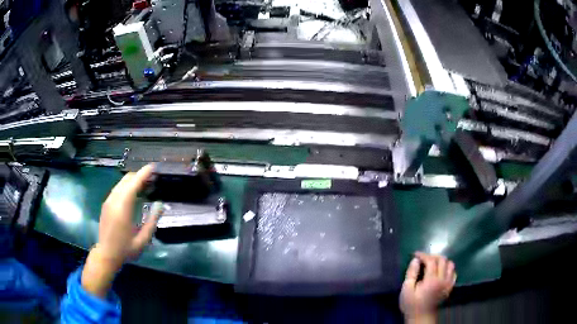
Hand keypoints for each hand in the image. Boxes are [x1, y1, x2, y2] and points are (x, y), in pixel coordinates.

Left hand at [81, 164, 159, 297]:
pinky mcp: (106, 203)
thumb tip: (160, 204)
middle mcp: (114, 200)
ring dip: (133, 180)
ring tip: (144, 185)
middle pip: (127, 179)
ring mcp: (108, 201)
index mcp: (123, 208)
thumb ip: (152, 221)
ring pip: (121, 182)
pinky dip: (127, 186)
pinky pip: (117, 188)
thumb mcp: (143, 239)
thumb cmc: (126, 249)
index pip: (133, 184)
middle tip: (152, 179)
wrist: (106, 254)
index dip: (143, 174)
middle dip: (139, 175)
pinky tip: (133, 194)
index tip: (153, 167)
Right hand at [399, 252, 455, 323]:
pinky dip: (448, 269)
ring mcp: (448, 283)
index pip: (431, 261)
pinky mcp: (450, 287)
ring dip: (442, 261)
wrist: (421, 317)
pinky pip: (453, 272)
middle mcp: (443, 280)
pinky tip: (441, 272)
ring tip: (433, 264)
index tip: (415, 254)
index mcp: (431, 280)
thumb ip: (411, 274)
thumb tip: (415, 260)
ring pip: (450, 264)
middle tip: (423, 259)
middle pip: (442, 260)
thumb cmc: (412, 304)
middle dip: (432, 256)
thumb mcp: (406, 290)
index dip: (423, 255)